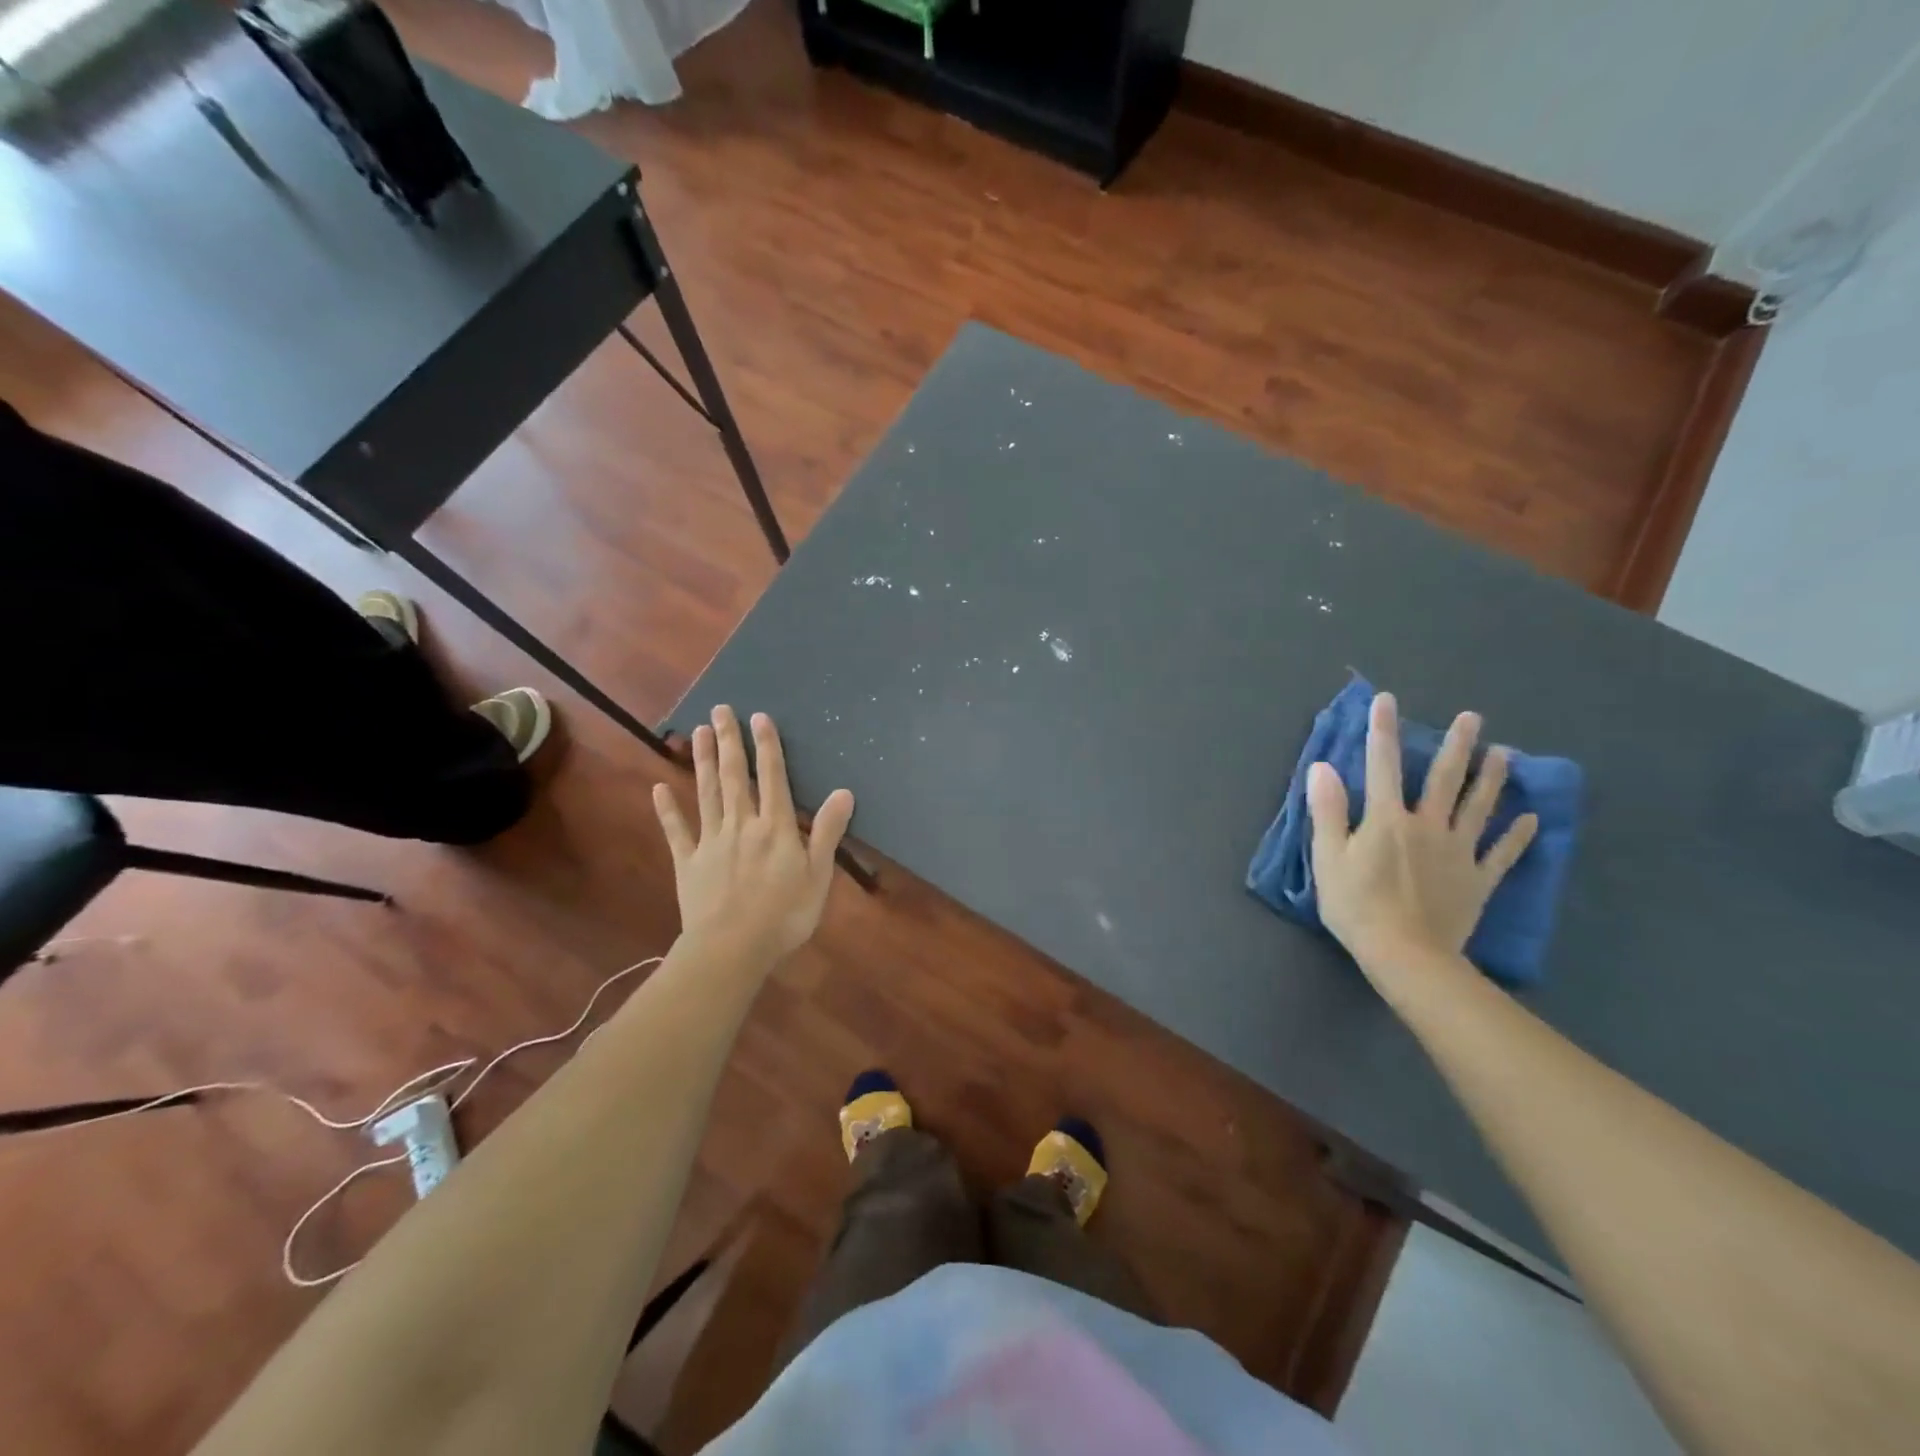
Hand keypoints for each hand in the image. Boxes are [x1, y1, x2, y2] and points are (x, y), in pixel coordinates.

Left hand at [651, 706, 855, 966]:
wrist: (732, 948)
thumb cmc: (784, 915)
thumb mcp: (819, 875)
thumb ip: (828, 832)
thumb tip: (844, 791)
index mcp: (775, 827)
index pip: (772, 778)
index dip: (767, 746)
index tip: (758, 717)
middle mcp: (741, 824)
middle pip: (734, 776)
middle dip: (728, 741)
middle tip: (719, 710)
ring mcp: (711, 842)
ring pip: (706, 794)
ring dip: (702, 762)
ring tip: (697, 733)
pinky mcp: (688, 863)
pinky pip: (677, 831)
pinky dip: (668, 810)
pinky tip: (659, 789)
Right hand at [1306, 692, 1536, 979]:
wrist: (1406, 955)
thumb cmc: (1357, 905)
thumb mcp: (1328, 857)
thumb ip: (1328, 811)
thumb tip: (1322, 767)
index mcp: (1387, 819)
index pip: (1381, 764)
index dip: (1382, 730)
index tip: (1387, 700)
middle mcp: (1428, 826)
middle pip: (1443, 779)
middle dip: (1456, 745)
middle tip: (1473, 718)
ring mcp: (1459, 852)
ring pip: (1479, 807)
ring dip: (1492, 779)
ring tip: (1505, 754)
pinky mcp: (1478, 880)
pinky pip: (1502, 853)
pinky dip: (1517, 836)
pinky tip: (1529, 820)